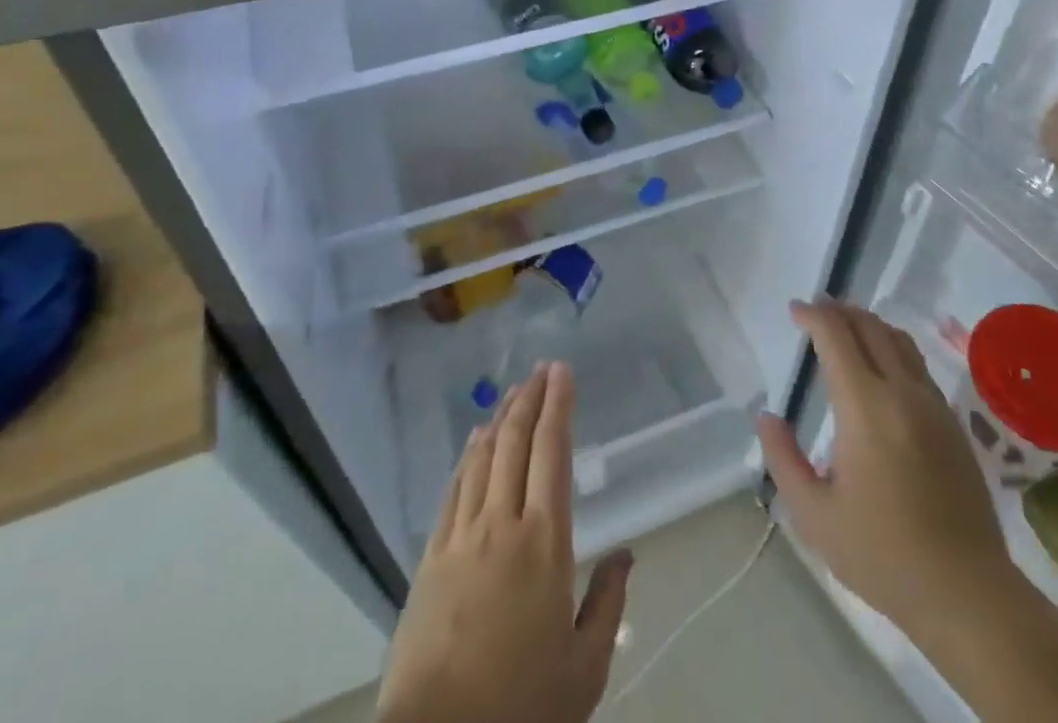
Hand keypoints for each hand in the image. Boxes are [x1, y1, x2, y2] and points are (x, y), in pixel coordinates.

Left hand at [378, 361, 631, 722]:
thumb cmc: (522, 705)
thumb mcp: (584, 668)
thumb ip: (607, 603)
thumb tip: (626, 553)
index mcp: (545, 541)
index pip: (553, 453)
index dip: (559, 406)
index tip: (563, 372)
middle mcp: (502, 523)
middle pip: (516, 442)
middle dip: (530, 398)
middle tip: (541, 369)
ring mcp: (461, 536)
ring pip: (483, 458)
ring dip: (500, 418)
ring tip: (513, 392)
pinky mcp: (431, 556)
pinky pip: (454, 489)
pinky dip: (468, 457)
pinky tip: (474, 442)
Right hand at [756, 300, 1010, 636]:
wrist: (967, 593)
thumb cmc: (882, 554)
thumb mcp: (814, 515)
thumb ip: (783, 458)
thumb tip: (766, 416)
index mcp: (866, 407)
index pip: (836, 336)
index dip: (813, 315)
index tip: (795, 311)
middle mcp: (902, 392)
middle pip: (870, 327)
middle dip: (839, 311)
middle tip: (816, 311)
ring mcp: (933, 405)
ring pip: (899, 340)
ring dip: (868, 324)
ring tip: (846, 328)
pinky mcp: (953, 423)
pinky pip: (917, 364)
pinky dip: (891, 347)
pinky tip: (881, 366)